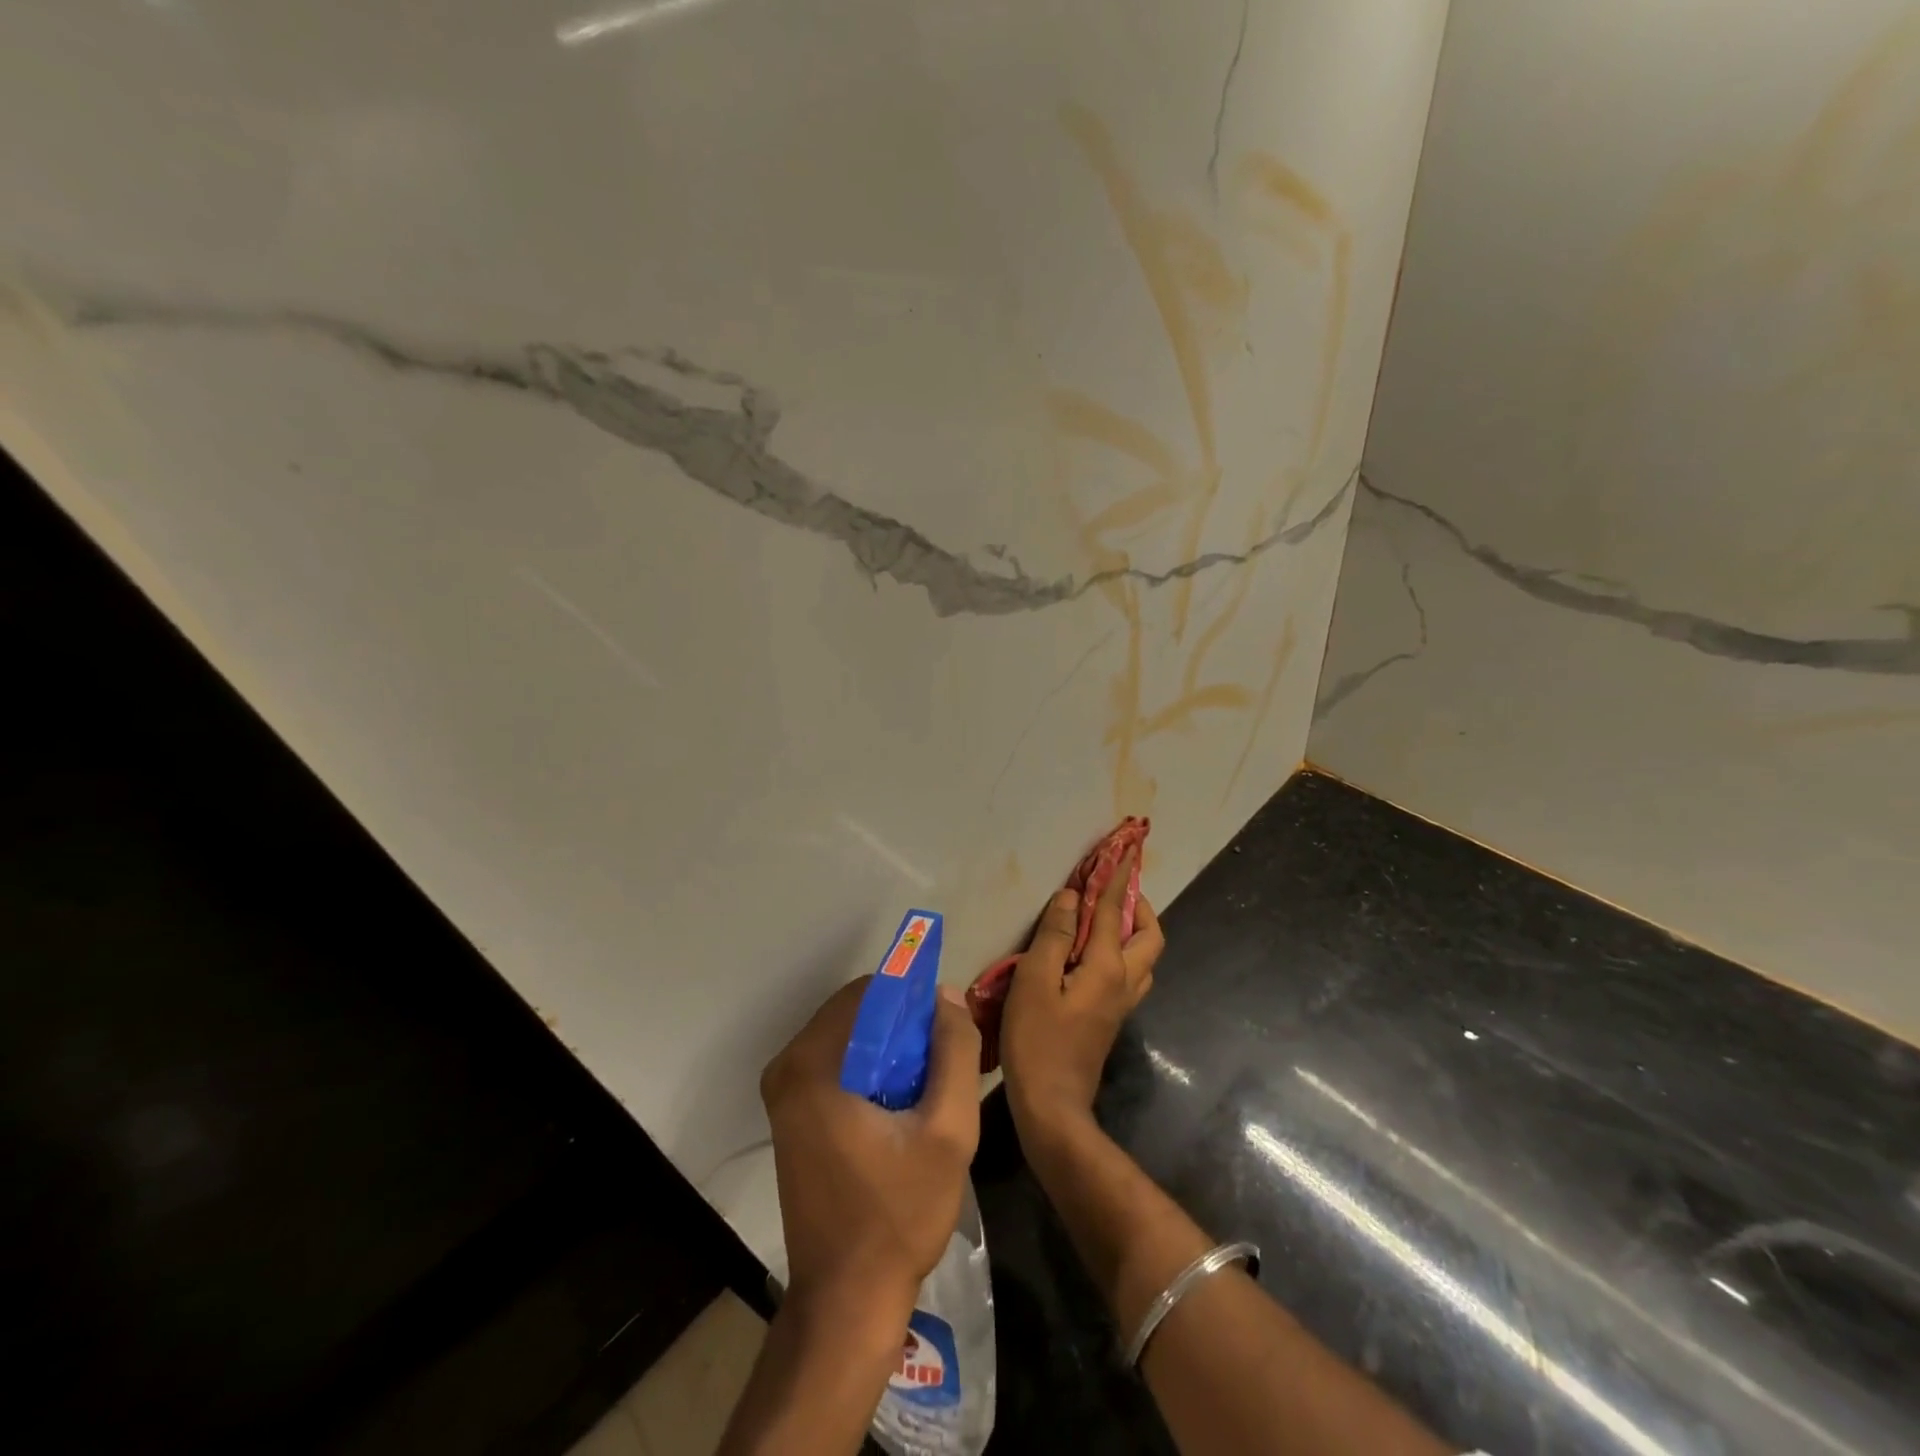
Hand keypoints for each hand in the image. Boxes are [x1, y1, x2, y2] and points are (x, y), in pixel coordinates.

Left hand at [760, 977, 981, 1314]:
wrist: (847, 1303)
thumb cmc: (897, 1215)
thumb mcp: (947, 1131)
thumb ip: (954, 1051)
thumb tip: (947, 995)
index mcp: (812, 1064)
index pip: (868, 991)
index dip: (913, 999)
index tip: (946, 1030)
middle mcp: (787, 1067)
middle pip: (857, 1012)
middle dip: (904, 1026)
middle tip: (942, 1063)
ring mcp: (784, 1093)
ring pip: (850, 1037)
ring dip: (891, 1048)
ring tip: (928, 1086)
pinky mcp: (791, 1115)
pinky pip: (839, 1064)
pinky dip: (873, 1069)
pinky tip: (903, 1105)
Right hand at [1001, 847, 1163, 1142]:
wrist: (1052, 1106)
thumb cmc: (1037, 1040)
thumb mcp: (1034, 981)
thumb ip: (1054, 937)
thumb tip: (1069, 898)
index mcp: (1107, 967)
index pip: (1113, 912)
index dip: (1114, 880)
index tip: (1120, 854)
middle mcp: (1124, 982)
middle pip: (1150, 937)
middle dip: (1139, 907)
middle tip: (1115, 891)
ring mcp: (1122, 1004)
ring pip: (1145, 958)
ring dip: (1134, 931)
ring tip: (1106, 918)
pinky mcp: (1112, 1019)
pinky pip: (1131, 974)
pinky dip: (1123, 952)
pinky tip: (1094, 955)